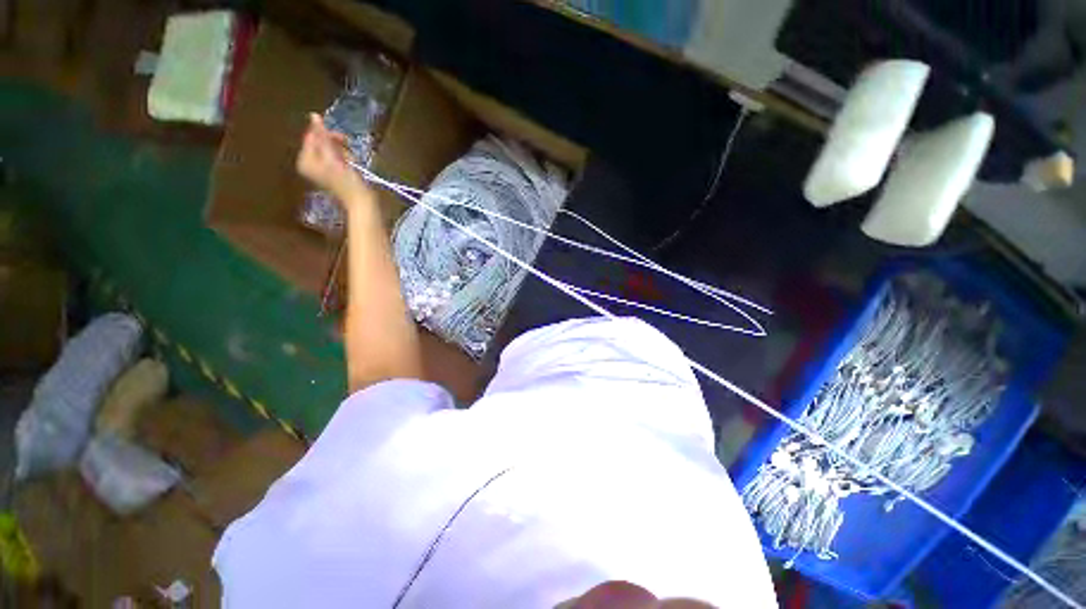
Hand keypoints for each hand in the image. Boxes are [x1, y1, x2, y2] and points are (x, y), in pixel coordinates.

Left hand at [296, 113, 371, 205]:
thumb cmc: (347, 182)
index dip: (327, 134)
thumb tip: (314, 115)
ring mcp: (322, 169)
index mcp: (305, 160)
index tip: (343, 139)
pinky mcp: (333, 172)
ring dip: (343, 152)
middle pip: (321, 142)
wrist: (361, 202)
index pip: (313, 136)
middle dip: (336, 145)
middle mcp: (310, 163)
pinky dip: (345, 158)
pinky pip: (336, 157)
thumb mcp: (332, 157)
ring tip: (352, 162)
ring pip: (331, 149)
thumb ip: (322, 137)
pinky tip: (352, 166)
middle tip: (349, 152)